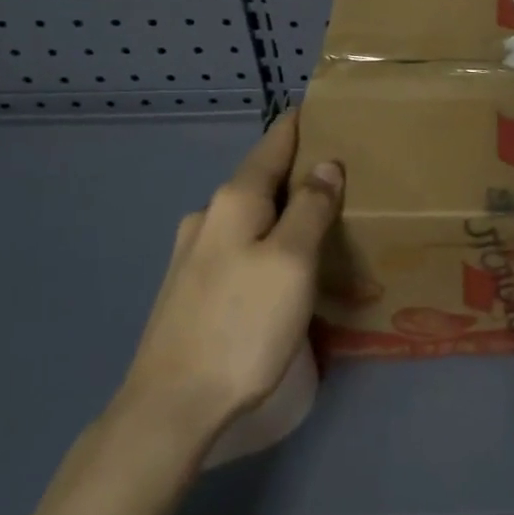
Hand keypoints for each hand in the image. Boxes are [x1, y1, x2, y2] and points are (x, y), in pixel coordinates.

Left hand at [112, 111, 342, 460]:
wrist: (171, 407)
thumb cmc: (242, 325)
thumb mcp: (292, 261)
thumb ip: (312, 208)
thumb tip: (326, 164)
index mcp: (234, 201)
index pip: (273, 144)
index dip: (299, 124)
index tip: (324, 107)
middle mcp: (208, 217)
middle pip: (261, 179)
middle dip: (297, 171)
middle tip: (341, 172)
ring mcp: (193, 254)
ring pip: (249, 215)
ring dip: (282, 209)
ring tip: (319, 219)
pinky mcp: (190, 288)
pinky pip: (239, 245)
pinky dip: (266, 239)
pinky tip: (280, 263)